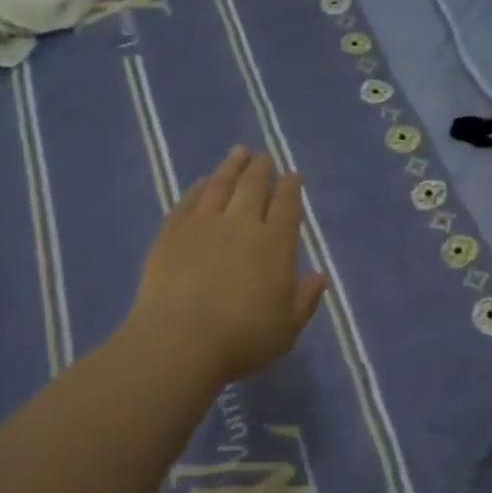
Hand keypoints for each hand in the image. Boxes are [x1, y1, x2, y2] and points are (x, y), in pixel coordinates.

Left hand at [124, 146, 328, 385]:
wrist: (180, 340)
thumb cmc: (242, 339)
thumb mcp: (287, 328)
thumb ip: (305, 299)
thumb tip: (319, 275)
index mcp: (274, 244)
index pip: (286, 206)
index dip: (290, 188)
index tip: (292, 175)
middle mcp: (241, 224)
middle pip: (253, 187)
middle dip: (261, 169)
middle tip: (263, 157)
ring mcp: (203, 224)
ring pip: (220, 184)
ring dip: (231, 166)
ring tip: (238, 152)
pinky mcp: (172, 232)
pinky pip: (189, 200)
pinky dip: (199, 187)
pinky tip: (203, 181)